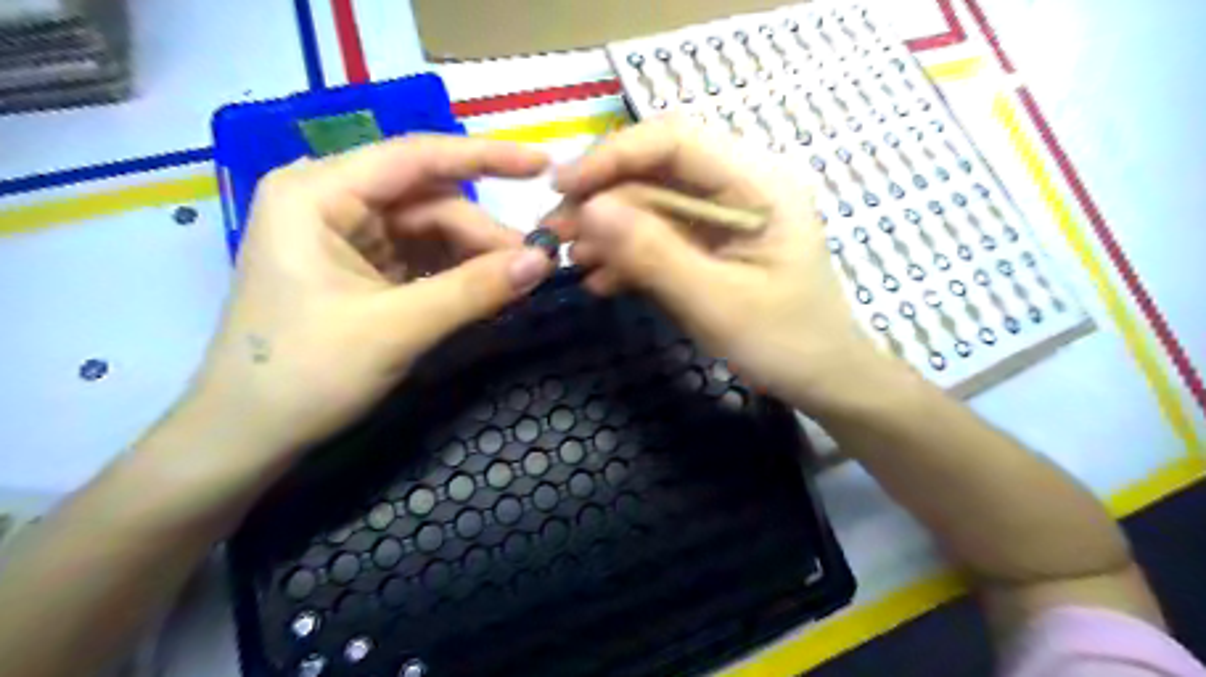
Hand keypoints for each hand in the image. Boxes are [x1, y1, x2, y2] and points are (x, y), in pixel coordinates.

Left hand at [182, 135, 554, 461]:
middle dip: (483, 232)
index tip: (544, 165)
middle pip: (429, 201)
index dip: (487, 157)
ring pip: (431, 230)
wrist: (248, 437)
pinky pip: (422, 258)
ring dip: (476, 255)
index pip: (416, 158)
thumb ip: (473, 290)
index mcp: (317, 193)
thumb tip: (544, 260)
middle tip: (536, 266)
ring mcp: (346, 238)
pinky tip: (487, 288)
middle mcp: (330, 202)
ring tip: (518, 281)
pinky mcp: (361, 270)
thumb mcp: (396, 328)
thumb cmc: (304, 374)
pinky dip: (458, 273)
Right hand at [549, 120, 887, 410]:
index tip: (562, 185)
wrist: (820, 379)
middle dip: (603, 199)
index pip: (676, 141)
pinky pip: (662, 235)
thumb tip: (589, 209)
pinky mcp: (712, 243)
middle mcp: (742, 185)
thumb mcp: (716, 302)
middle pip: (658, 170)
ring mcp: (725, 215)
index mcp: (759, 183)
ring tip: (573, 261)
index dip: (614, 155)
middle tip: (555, 233)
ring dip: (610, 230)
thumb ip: (654, 253)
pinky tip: (600, 280)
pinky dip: (629, 254)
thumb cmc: (783, 342)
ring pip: (653, 204)